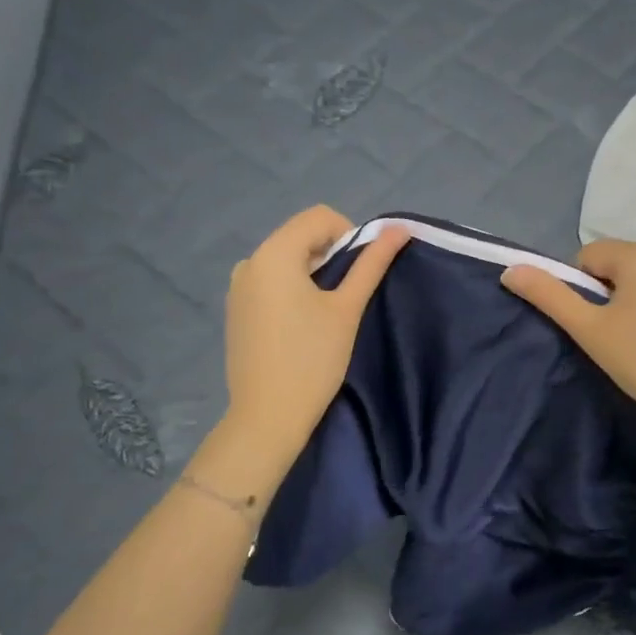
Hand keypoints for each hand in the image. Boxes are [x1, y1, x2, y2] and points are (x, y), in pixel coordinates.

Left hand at [222, 207, 408, 458]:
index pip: (319, 217)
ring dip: (313, 272)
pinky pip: (270, 281)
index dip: (350, 235)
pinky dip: (293, 289)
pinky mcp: (237, 309)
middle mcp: (250, 261)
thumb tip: (398, 229)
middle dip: (331, 254)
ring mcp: (238, 287)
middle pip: (300, 236)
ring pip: (286, 260)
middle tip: (348, 296)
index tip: (360, 273)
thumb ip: (371, 264)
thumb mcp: (347, 309)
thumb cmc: (313, 360)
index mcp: (274, 254)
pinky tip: (303, 326)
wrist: (267, 416)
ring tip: (327, 313)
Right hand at [501, 240, 635, 430]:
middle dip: (603, 296)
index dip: (579, 290)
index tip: (591, 325)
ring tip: (634, 343)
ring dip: (627, 304)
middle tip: (610, 336)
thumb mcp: (589, 329)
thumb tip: (510, 270)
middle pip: (614, 265)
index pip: (587, 256)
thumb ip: (549, 295)